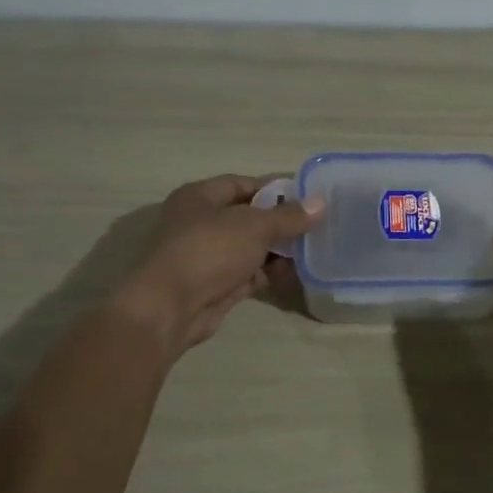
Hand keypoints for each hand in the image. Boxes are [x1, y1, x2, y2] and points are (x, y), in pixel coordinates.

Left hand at [109, 175, 323, 356]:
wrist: (171, 308)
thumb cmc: (210, 251)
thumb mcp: (255, 226)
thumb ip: (289, 216)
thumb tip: (321, 203)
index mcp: (200, 196)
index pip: (242, 184)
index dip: (274, 189)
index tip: (307, 199)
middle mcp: (199, 222)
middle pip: (247, 216)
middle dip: (279, 222)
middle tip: (314, 227)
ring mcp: (205, 255)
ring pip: (248, 247)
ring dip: (276, 250)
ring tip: (310, 252)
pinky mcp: (213, 284)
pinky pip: (246, 273)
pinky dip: (266, 273)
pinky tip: (293, 274)